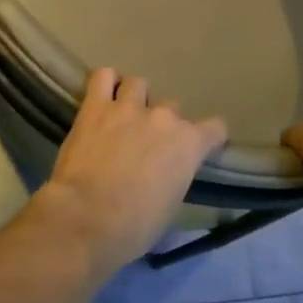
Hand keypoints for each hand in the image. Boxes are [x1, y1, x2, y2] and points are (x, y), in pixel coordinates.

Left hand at [36, 68, 226, 282]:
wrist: (87, 218)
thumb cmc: (135, 227)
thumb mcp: (170, 208)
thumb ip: (174, 180)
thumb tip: (166, 179)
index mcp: (190, 145)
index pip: (215, 128)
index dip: (208, 138)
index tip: (198, 148)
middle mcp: (164, 118)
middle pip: (171, 108)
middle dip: (161, 123)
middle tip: (146, 142)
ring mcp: (129, 107)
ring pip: (139, 84)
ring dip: (134, 98)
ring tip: (123, 116)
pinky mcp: (95, 106)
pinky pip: (103, 76)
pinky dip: (105, 83)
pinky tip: (102, 97)